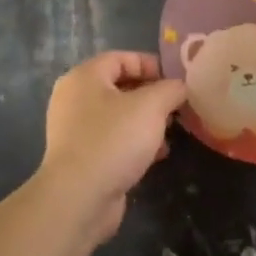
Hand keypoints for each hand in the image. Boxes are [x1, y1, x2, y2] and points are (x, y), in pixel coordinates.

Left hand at [37, 52, 186, 240]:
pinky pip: (113, 140)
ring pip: (118, 116)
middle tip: (177, 106)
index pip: (121, 58)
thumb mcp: (151, 106)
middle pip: (120, 87)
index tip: (175, 80)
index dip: (150, 64)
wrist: (79, 197)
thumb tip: (180, 87)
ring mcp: (75, 130)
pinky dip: (135, 142)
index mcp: (84, 77)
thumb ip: (171, 89)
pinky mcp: (81, 158)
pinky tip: (157, 154)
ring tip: (171, 131)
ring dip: (146, 121)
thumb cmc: (114, 139)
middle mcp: (74, 99)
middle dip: (152, 95)